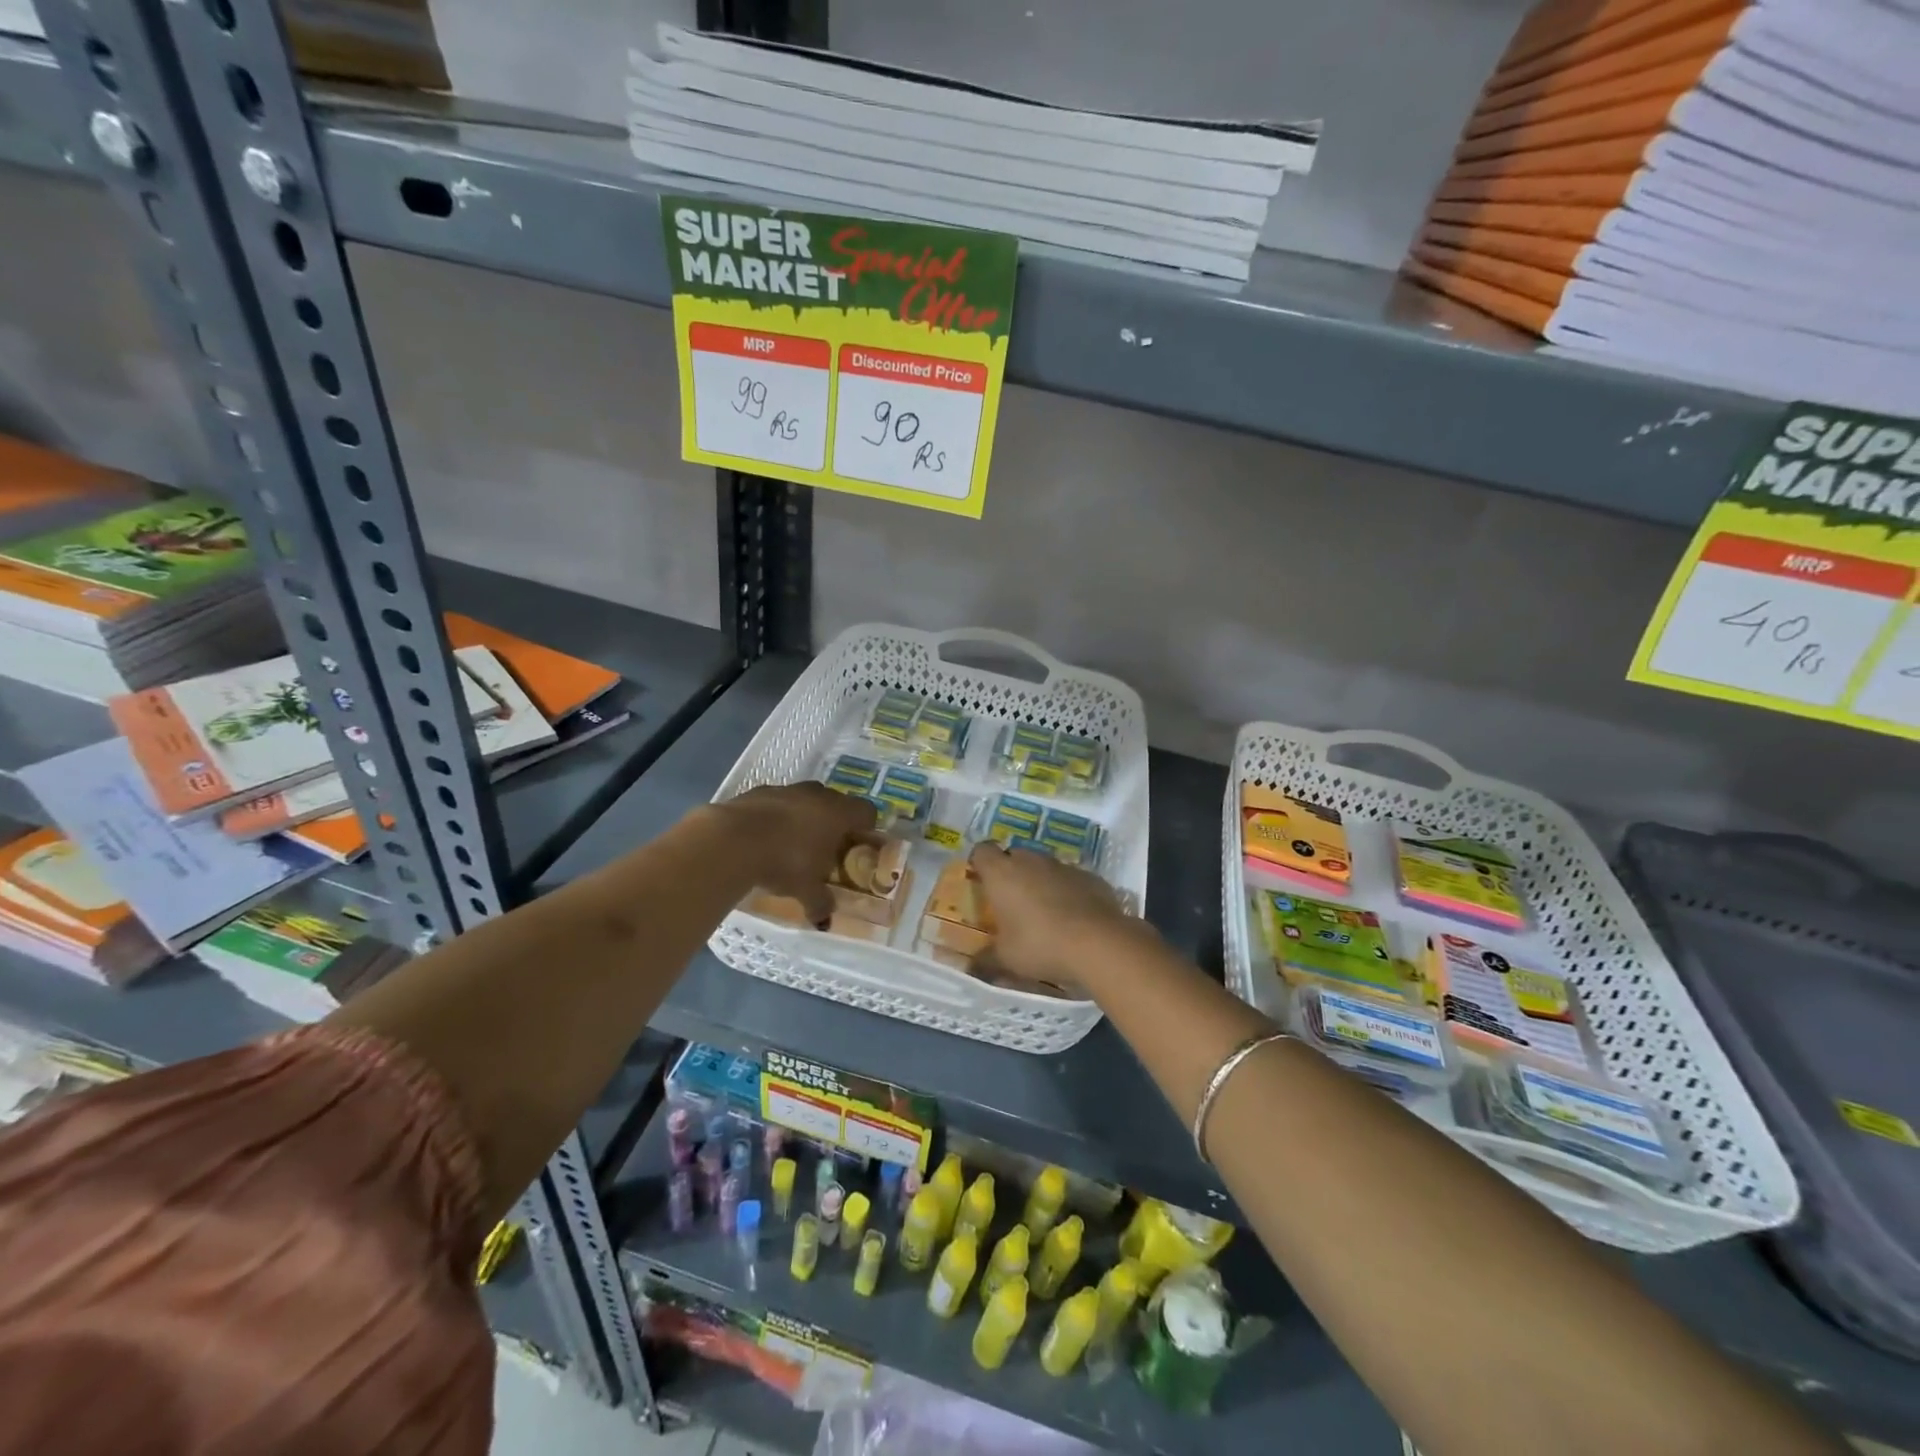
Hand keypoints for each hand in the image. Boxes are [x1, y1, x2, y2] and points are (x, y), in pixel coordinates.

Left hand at [714, 784, 876, 924]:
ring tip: (793, 843)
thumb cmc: (785, 862)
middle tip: (826, 848)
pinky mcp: (758, 791)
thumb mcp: (807, 890)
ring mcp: (787, 789)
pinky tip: (764, 837)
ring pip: (805, 799)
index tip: (858, 845)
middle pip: (836, 802)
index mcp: (839, 814)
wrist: (733, 839)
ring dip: (804, 816)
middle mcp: (818, 795)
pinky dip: (776, 816)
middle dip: (834, 822)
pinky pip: (777, 802)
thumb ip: (820, 902)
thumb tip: (825, 919)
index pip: (867, 812)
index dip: (866, 827)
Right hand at [968, 842, 1139, 994]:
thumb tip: (971, 966)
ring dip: (1040, 882)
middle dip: (1010, 874)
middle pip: (1014, 856)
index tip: (981, 882)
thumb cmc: (1040, 945)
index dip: (979, 863)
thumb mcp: (1006, 958)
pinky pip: (1070, 879)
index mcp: (1002, 873)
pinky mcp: (1090, 876)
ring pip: (1044, 866)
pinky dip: (1067, 891)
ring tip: (1044, 913)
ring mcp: (1063, 866)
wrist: (1099, 943)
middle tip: (1011, 902)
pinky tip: (1073, 917)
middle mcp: (1031, 861)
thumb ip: (985, 958)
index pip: (982, 851)